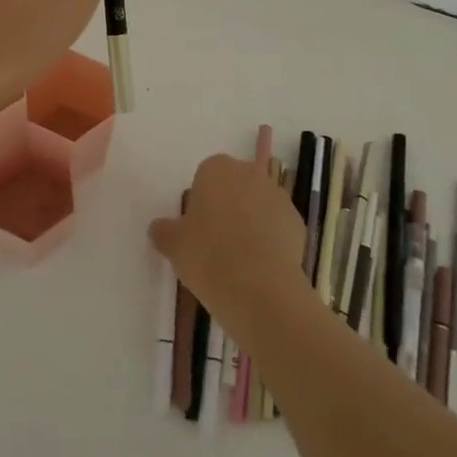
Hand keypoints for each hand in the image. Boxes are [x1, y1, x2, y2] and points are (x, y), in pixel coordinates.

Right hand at [150, 154, 313, 343]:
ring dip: (251, 221)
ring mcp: (277, 196)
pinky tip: (261, 266)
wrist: (260, 288)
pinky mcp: (297, 221)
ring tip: (240, 258)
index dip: (201, 201)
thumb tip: (158, 227)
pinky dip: (270, 239)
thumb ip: (164, 231)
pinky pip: (277, 225)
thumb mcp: (174, 245)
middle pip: (235, 185)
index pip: (206, 175)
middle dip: (228, 205)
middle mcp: (249, 173)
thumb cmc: (208, 256)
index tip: (197, 228)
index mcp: (217, 169)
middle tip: (216, 241)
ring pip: (258, 204)